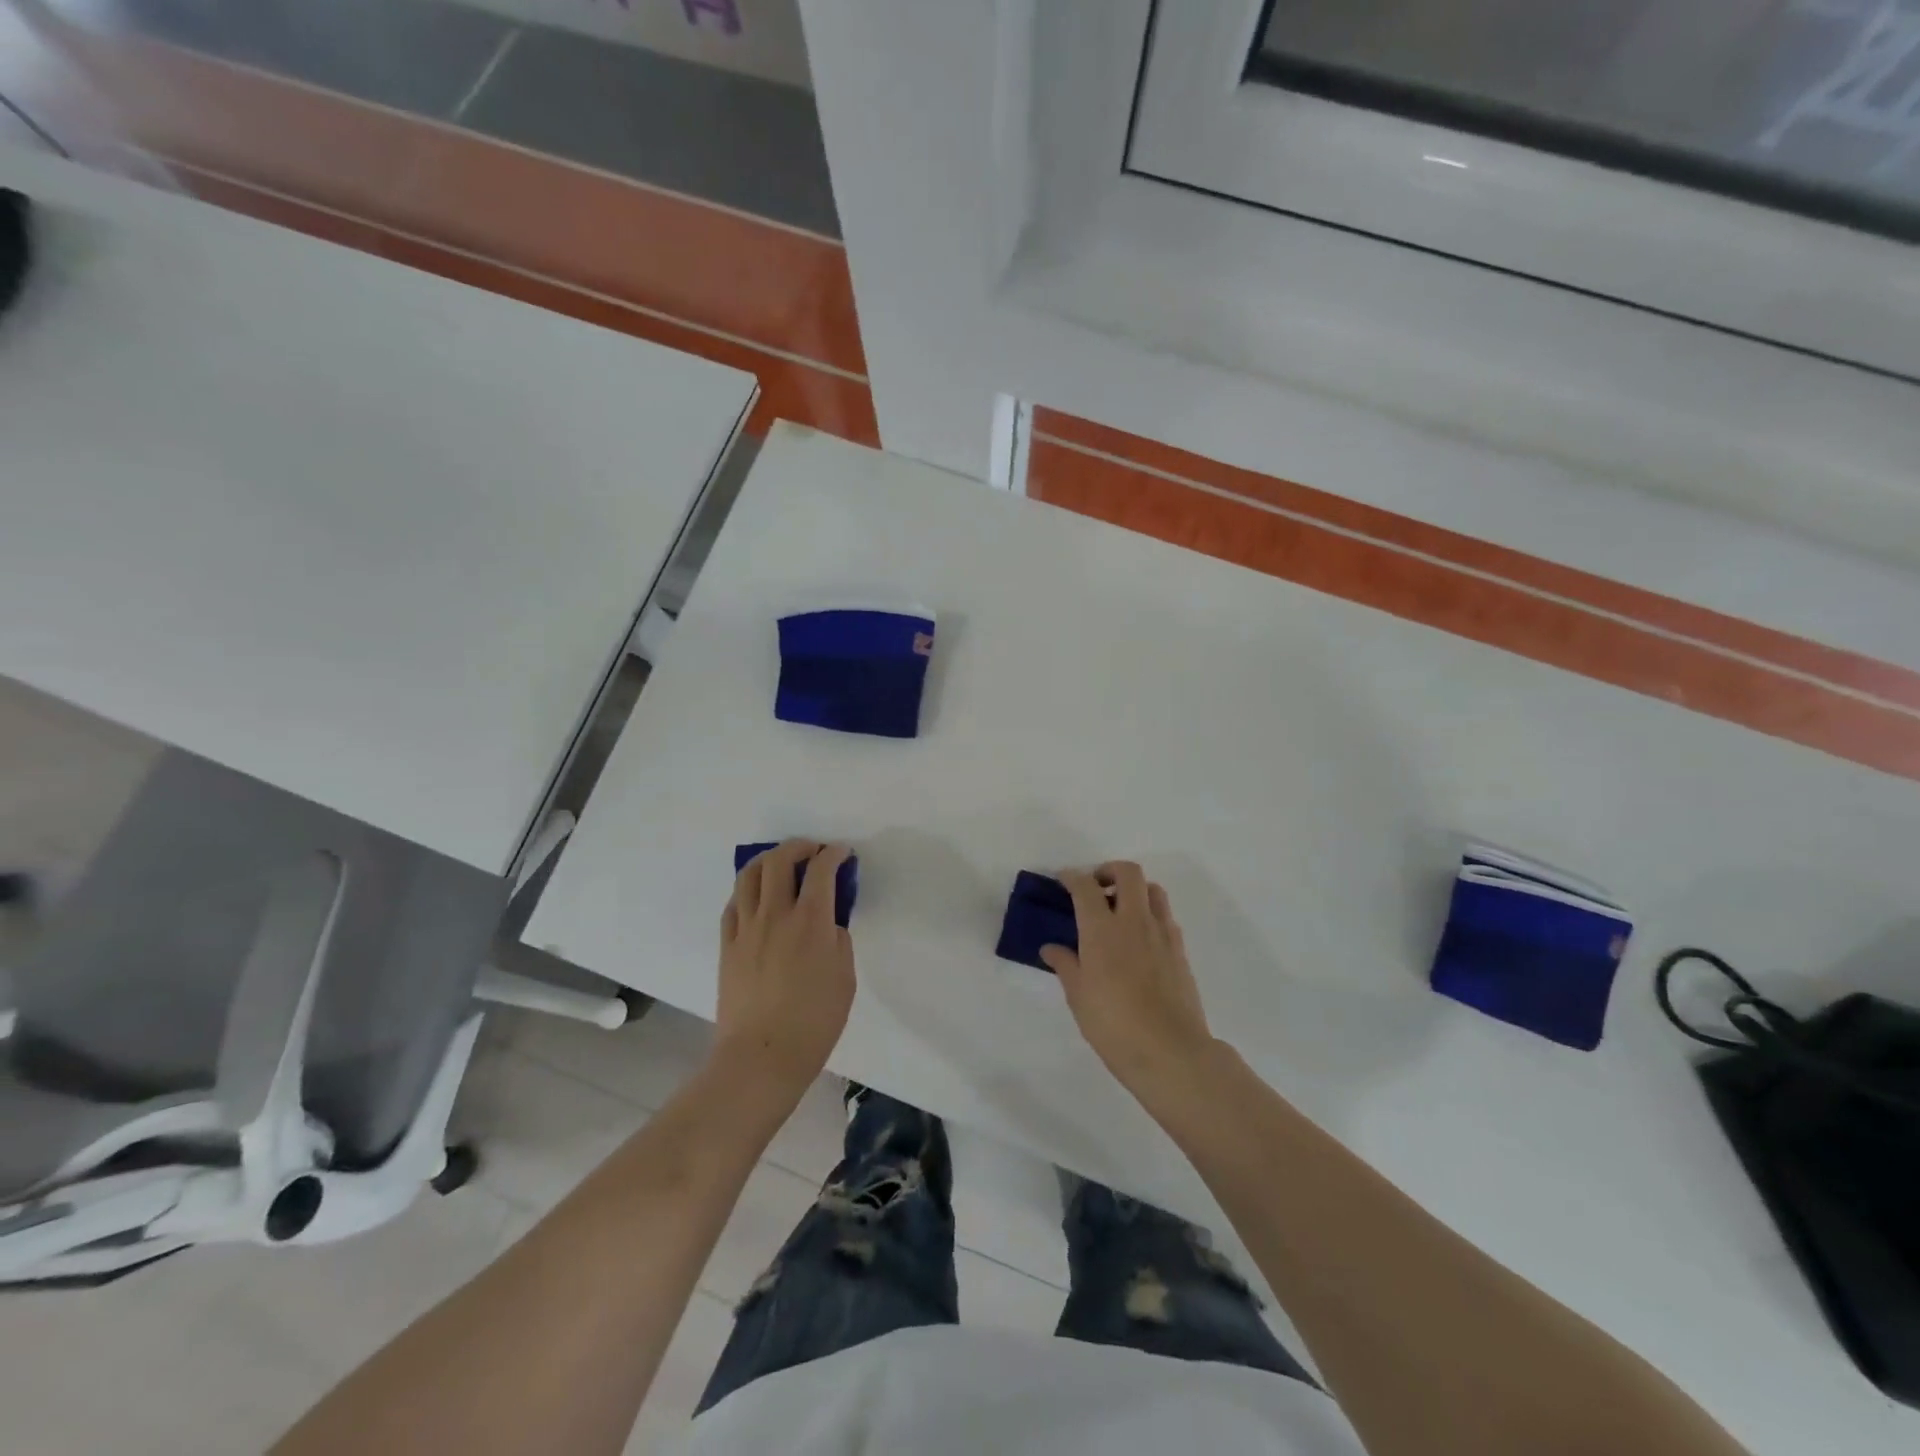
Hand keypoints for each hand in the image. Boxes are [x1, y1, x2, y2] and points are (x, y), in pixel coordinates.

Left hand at [715, 840, 855, 1095]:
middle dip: (799, 846)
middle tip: (813, 851)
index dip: (834, 854)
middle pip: (780, 860)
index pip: (822, 870)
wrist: (761, 1057)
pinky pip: (734, 903)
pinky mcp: (727, 945)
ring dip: (769, 859)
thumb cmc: (814, 1022)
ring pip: (750, 875)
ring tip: (782, 863)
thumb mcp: (844, 978)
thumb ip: (837, 940)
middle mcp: (776, 914)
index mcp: (811, 921)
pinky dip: (748, 889)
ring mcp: (746, 928)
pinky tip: (758, 896)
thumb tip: (826, 923)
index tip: (842, 853)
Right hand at [1041, 863, 1216, 1097]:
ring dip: (1135, 889)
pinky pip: (1165, 917)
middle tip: (1096, 887)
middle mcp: (1134, 921)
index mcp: (1102, 929)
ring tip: (1120, 910)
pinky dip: (1150, 915)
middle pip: (1128, 873)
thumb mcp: (1078, 996)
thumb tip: (1051, 948)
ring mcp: (1162, 933)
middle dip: (1109, 870)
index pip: (1085, 886)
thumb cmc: (1113, 1024)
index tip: (1063, 879)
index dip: (1072, 877)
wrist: (1170, 1051)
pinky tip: (1140, 940)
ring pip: (1153, 889)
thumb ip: (1065, 965)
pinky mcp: (1180, 950)